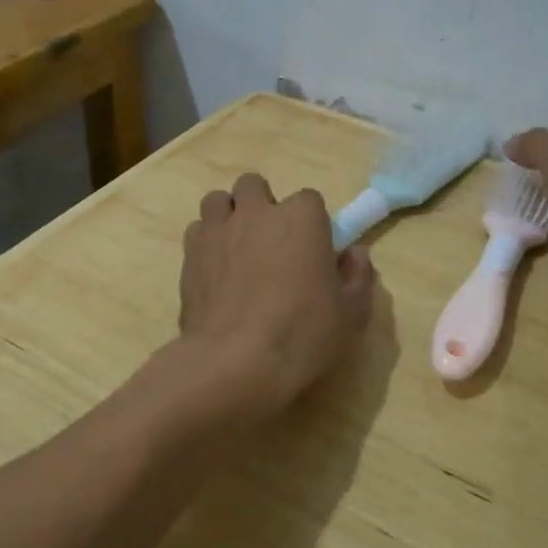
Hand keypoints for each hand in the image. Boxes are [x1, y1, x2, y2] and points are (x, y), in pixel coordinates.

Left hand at [180, 173, 375, 409]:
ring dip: (229, 216)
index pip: (309, 199)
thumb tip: (354, 254)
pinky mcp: (190, 254)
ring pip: (219, 201)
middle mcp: (257, 213)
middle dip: (262, 205)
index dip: (311, 223)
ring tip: (237, 248)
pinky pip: (197, 231)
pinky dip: (206, 242)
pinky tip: (215, 270)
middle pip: (254, 186)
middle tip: (271, 243)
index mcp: (301, 217)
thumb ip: (357, 276)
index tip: (313, 250)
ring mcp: (218, 230)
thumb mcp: (352, 313)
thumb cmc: (303, 333)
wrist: (236, 361)